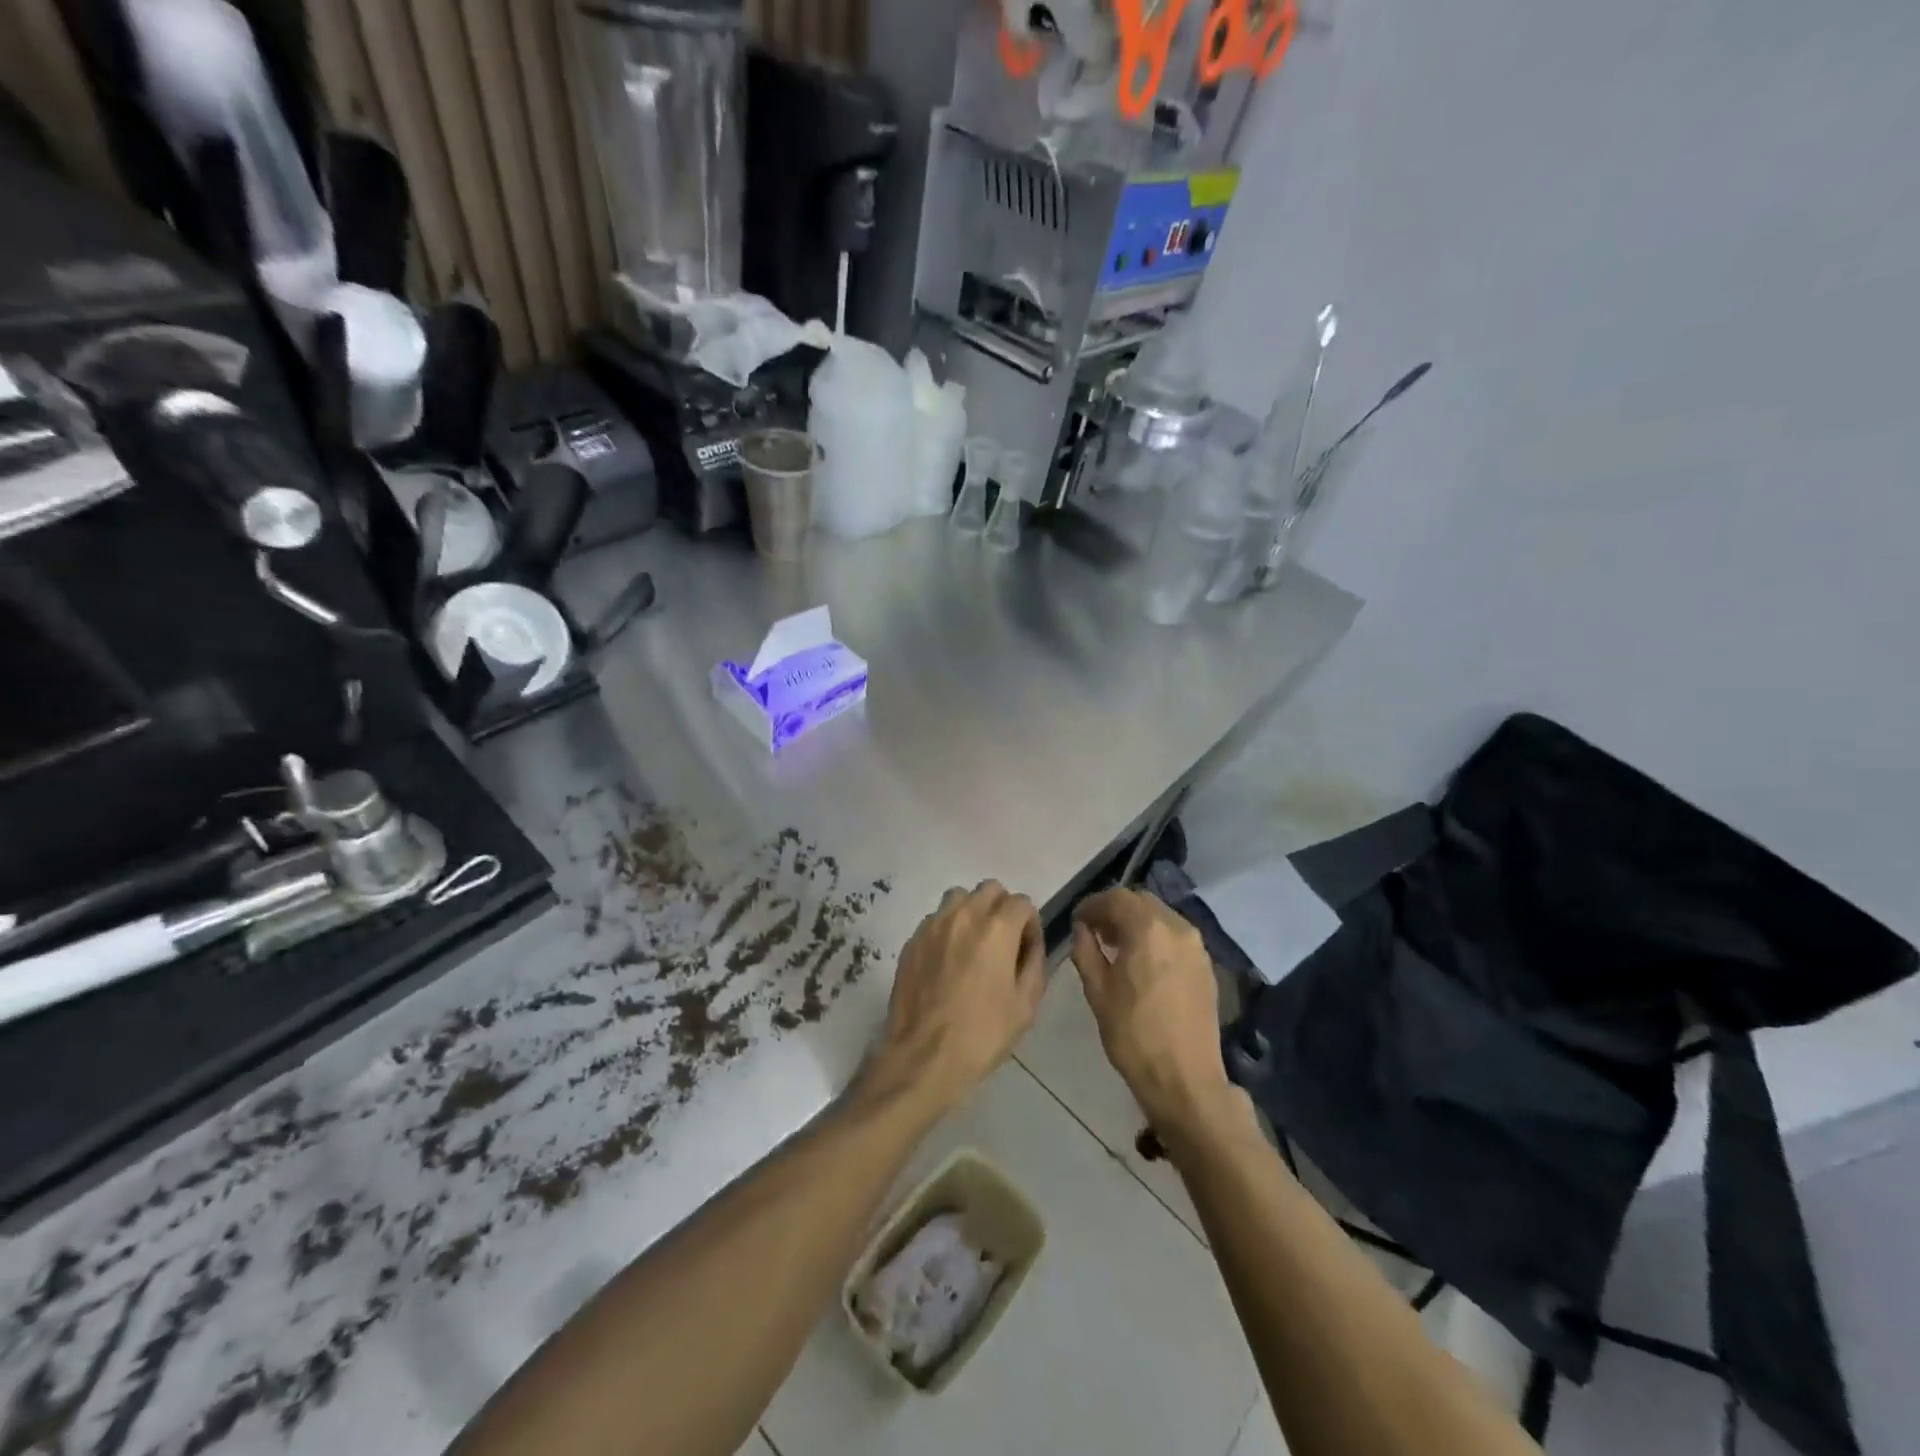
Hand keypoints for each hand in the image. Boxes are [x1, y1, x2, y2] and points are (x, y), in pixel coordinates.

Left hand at [862, 882, 1047, 1118]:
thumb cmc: (982, 1034)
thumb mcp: (1025, 1005)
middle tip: (1003, 943)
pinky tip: (948, 962)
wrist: (923, 1057)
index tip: (1026, 950)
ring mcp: (933, 925)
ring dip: (972, 912)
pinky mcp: (912, 940)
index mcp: (996, 928)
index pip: (1022, 902)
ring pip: (959, 897)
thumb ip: (1034, 963)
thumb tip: (1030, 944)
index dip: (1030, 924)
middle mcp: (963, 915)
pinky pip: (936, 919)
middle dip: (1002, 909)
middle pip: (990, 889)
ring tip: (973, 946)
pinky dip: (948, 929)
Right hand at [1070, 888, 1235, 1139]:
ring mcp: (1197, 946)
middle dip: (1115, 910)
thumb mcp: (1097, 991)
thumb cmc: (1133, 1034)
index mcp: (1148, 929)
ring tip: (1116, 946)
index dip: (1093, 905)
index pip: (1116, 898)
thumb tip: (1083, 929)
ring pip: (1161, 916)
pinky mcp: (1206, 965)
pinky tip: (1142, 962)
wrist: (1185, 1079)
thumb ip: (1086, 950)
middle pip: (1141, 901)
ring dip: (1136, 922)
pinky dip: (1155, 937)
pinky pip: (1176, 936)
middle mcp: (1177, 927)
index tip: (1078, 921)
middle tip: (1095, 931)